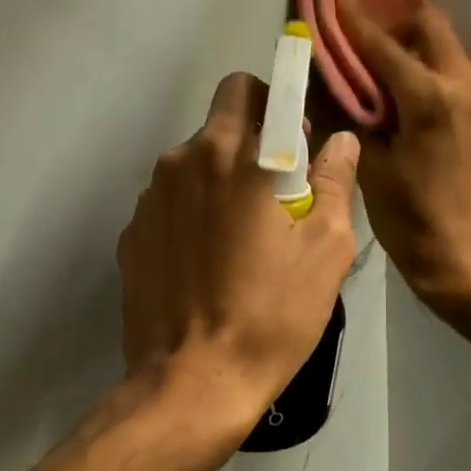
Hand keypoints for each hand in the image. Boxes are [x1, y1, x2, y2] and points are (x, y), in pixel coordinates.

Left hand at [117, 72, 360, 434]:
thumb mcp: (326, 250)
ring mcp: (149, 199)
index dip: (280, 104)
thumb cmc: (272, 315)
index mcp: (236, 156)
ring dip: (219, 179)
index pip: (252, 88)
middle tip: (275, 192)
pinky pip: (169, 204)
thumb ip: (335, 182)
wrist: (194, 382)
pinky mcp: (131, 235)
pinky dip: (190, 215)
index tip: (297, 142)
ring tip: (239, 238)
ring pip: (191, 163)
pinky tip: (205, 264)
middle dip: (251, 137)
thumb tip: (339, 141)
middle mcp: (183, 161)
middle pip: (219, 120)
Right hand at [339, 0, 470, 310]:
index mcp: (432, 98)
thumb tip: (335, 83)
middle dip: (395, 24)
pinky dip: (430, 75)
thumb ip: (355, 116)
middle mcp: (466, 87)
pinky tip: (408, 101)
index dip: (356, 20)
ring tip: (381, 72)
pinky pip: (457, 79)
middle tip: (363, 40)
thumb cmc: (411, 221)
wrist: (468, 262)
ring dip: (414, 50)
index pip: (386, 45)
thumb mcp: (372, 169)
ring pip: (447, 53)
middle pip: (431, 29)